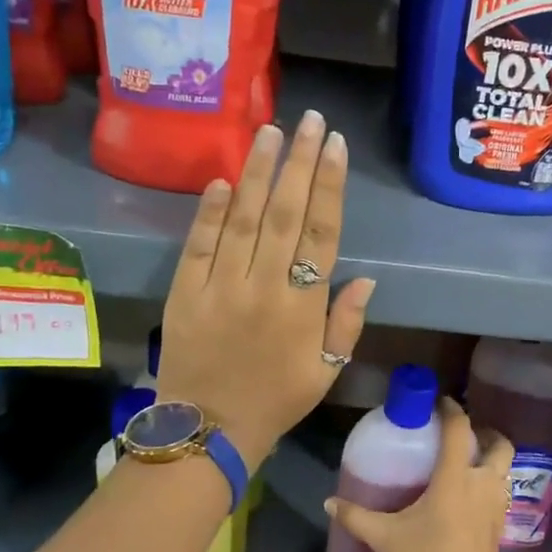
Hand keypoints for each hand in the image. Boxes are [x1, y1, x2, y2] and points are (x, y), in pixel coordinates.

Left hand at [156, 111, 372, 462]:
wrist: (208, 431)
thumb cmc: (276, 400)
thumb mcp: (326, 370)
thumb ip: (346, 323)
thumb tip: (366, 278)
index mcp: (303, 307)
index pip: (322, 234)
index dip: (330, 187)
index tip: (336, 147)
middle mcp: (264, 287)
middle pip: (286, 214)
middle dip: (300, 163)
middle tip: (310, 121)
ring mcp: (221, 286)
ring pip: (243, 219)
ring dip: (258, 173)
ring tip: (270, 132)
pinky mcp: (185, 292)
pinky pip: (199, 245)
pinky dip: (209, 212)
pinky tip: (222, 180)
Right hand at [325, 398, 514, 551]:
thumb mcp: (386, 539)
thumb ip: (358, 516)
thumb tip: (330, 502)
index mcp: (455, 479)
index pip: (460, 429)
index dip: (451, 410)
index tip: (439, 402)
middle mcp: (482, 485)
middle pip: (498, 444)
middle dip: (484, 433)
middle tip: (460, 436)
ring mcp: (496, 506)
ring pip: (504, 468)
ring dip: (490, 458)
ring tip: (464, 462)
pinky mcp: (500, 526)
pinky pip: (500, 490)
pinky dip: (489, 482)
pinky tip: (467, 495)